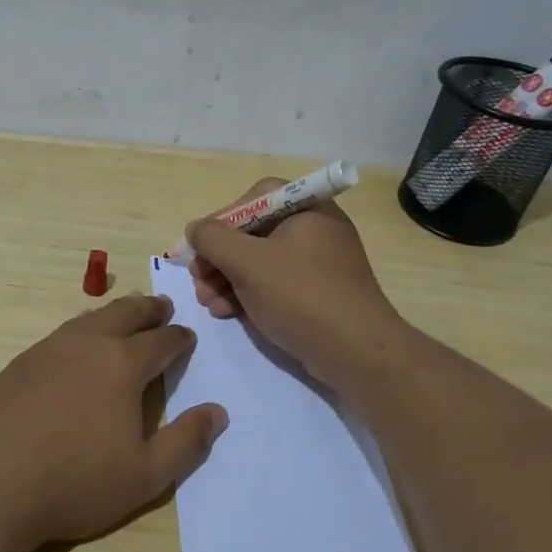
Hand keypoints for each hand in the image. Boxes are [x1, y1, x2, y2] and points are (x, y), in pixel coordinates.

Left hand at [0, 294, 229, 545]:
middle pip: (124, 314)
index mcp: (122, 365)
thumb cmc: (75, 482)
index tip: (187, 337)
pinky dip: (78, 333)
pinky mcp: (16, 365)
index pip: (161, 341)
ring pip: (88, 320)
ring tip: (122, 315)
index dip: (179, 338)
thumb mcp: (145, 476)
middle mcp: (86, 345)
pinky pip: (57, 337)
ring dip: (111, 315)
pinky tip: (72, 346)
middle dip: (147, 309)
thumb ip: (185, 442)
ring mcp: (46, 351)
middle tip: (161, 306)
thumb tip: (218, 412)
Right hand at [187, 179, 407, 390]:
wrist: (356, 352)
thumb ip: (213, 239)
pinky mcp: (317, 293)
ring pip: (260, 261)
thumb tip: (195, 228)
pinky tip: (227, 312)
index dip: (221, 219)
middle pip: (254, 232)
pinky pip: (274, 283)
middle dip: (219, 257)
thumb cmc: (301, 295)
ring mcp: (318, 263)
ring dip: (227, 278)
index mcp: (306, 209)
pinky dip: (248, 293)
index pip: (254, 198)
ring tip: (207, 302)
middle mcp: (315, 229)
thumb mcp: (248, 262)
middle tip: (198, 280)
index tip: (200, 247)